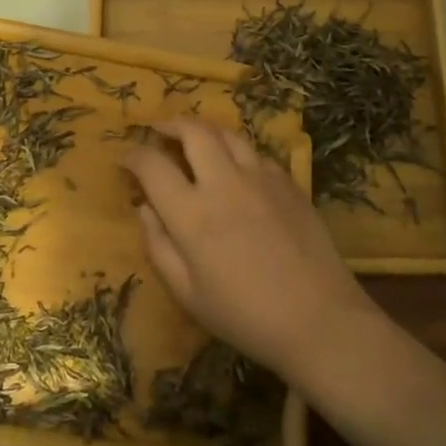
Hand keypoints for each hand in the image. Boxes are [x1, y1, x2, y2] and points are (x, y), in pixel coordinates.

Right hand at [121, 120, 378, 378]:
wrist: (319, 320)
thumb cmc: (244, 315)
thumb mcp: (187, 293)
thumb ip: (159, 246)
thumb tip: (145, 209)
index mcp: (193, 213)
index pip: (152, 165)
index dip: (133, 156)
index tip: (126, 158)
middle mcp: (225, 183)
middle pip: (193, 131)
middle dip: (170, 124)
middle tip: (158, 131)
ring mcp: (261, 178)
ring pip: (227, 133)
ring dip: (204, 130)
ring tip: (193, 139)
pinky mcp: (288, 182)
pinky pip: (255, 152)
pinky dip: (235, 150)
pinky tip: (234, 166)